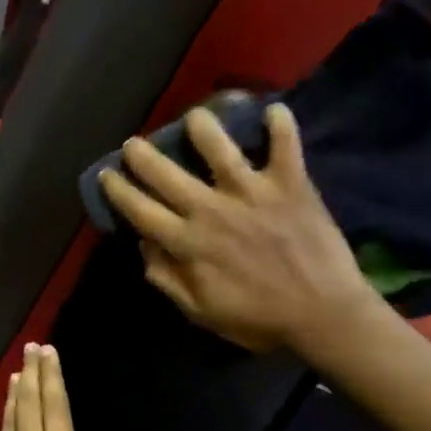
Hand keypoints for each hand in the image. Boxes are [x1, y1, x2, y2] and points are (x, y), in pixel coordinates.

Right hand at [98, 103, 384, 354]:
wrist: (323, 314)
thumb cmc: (259, 319)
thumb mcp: (201, 313)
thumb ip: (168, 279)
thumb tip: (145, 247)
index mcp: (188, 243)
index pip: (140, 210)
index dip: (118, 190)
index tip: (107, 174)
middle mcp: (212, 210)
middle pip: (166, 173)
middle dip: (142, 154)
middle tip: (132, 143)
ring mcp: (252, 192)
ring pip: (219, 147)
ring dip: (202, 127)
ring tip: (194, 117)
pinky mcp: (289, 184)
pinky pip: (285, 144)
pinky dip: (281, 125)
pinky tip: (273, 110)